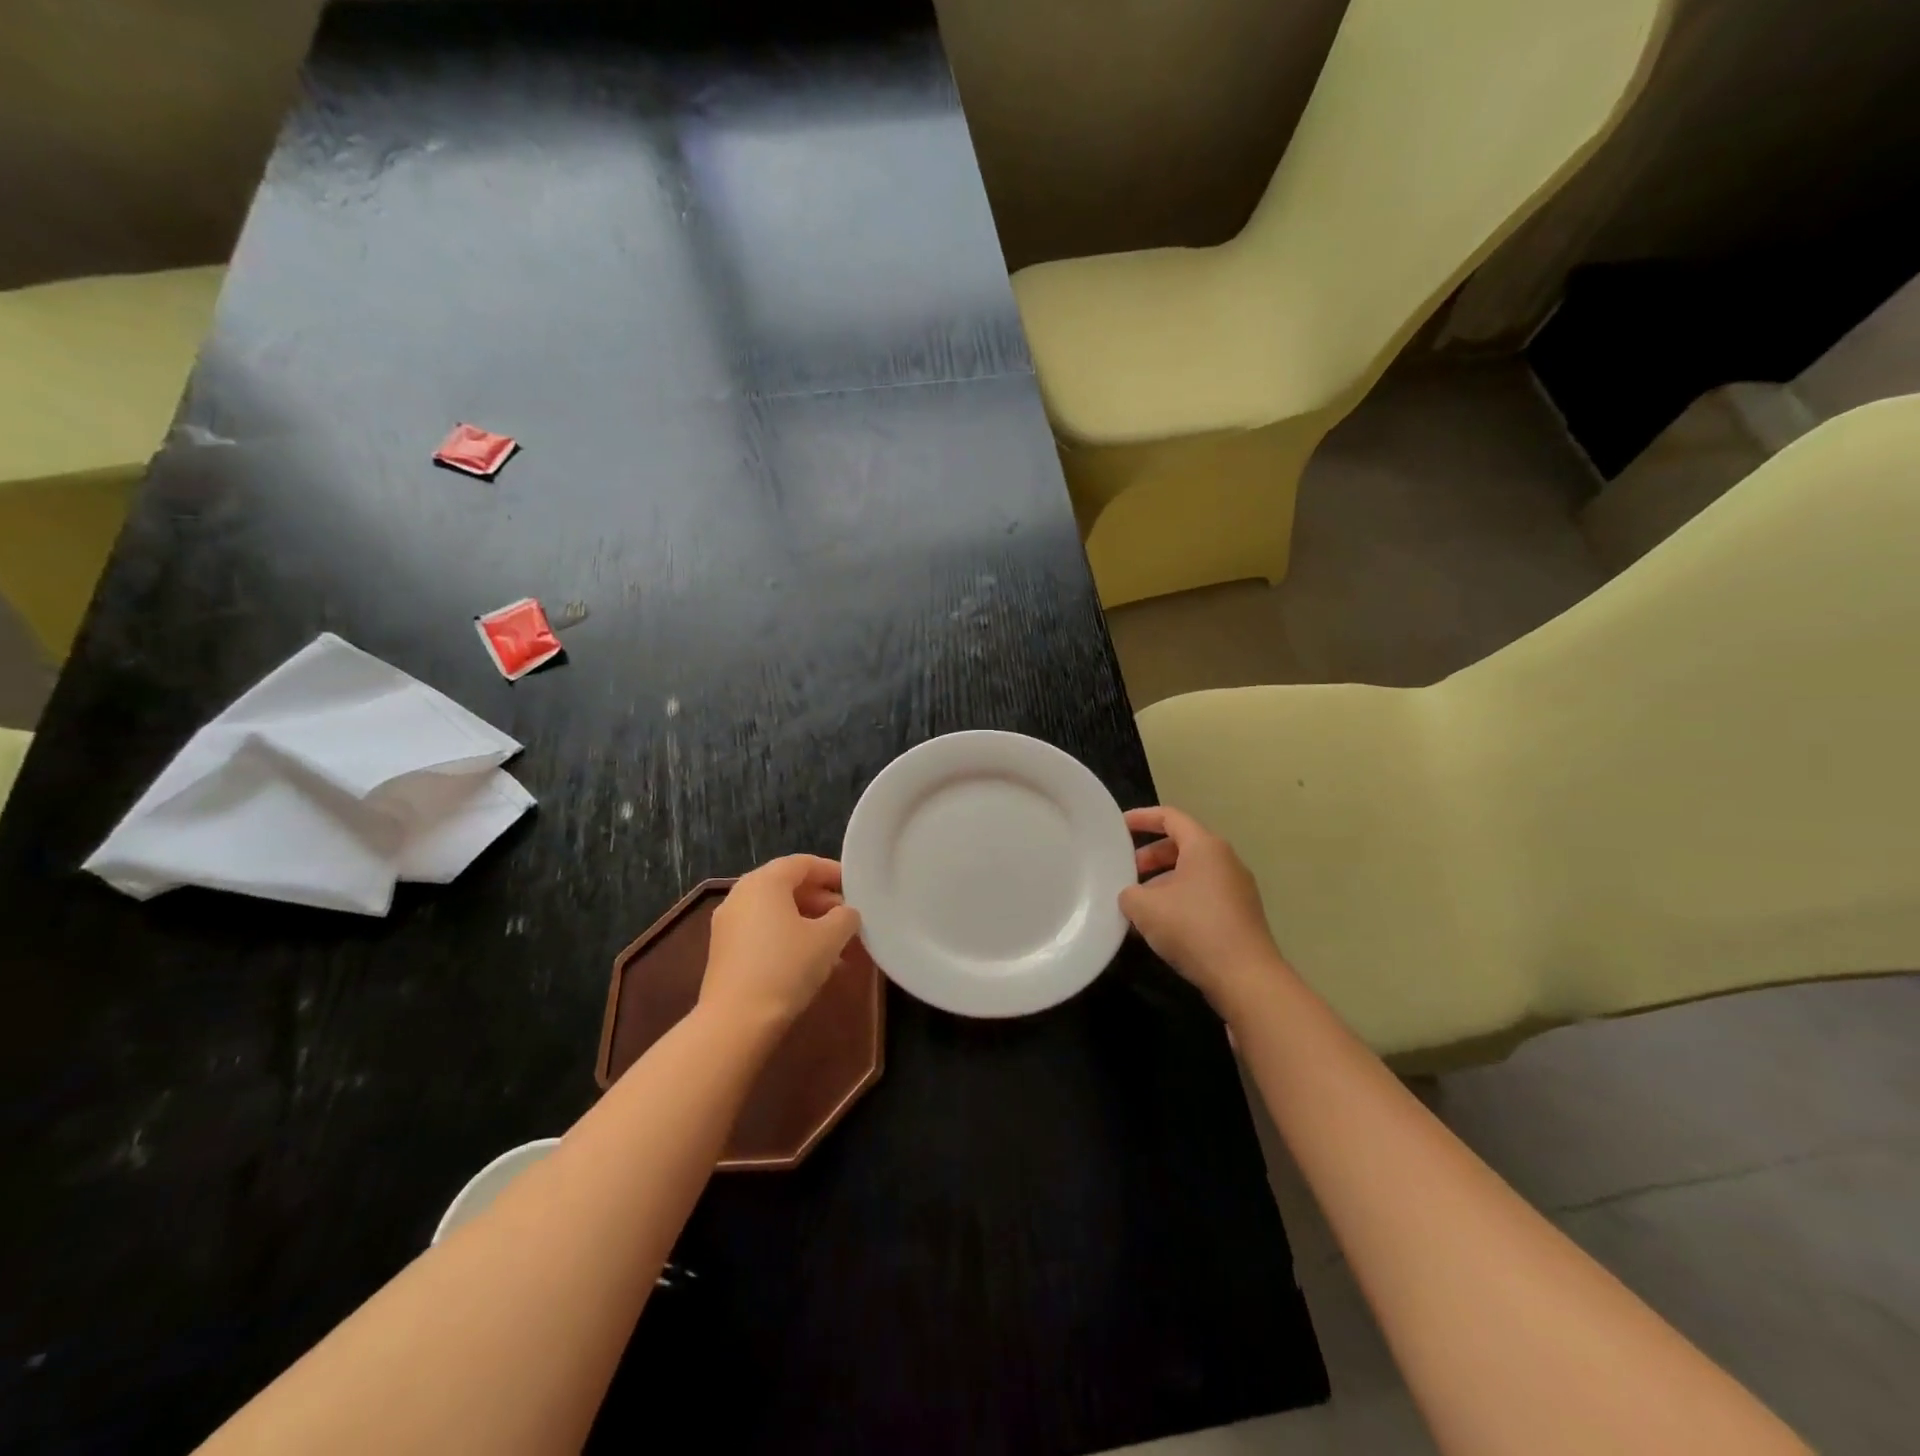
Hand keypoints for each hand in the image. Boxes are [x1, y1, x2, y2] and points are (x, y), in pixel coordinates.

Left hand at [701, 856, 863, 1030]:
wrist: (736, 1022)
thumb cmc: (786, 968)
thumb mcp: (829, 939)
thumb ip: (845, 917)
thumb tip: (846, 914)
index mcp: (764, 882)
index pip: (803, 863)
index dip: (833, 872)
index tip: (856, 888)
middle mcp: (741, 895)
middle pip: (788, 887)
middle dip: (822, 901)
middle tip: (849, 919)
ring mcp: (728, 924)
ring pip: (777, 913)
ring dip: (808, 923)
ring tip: (837, 946)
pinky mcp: (724, 951)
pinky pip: (763, 932)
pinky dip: (789, 938)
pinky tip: (811, 963)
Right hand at [1120, 806, 1287, 1015]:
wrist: (1245, 977)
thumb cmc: (1193, 928)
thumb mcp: (1144, 907)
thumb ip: (1128, 893)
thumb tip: (1131, 896)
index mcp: (1205, 847)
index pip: (1170, 817)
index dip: (1142, 818)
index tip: (1119, 826)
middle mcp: (1225, 860)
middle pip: (1182, 846)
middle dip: (1150, 856)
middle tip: (1126, 872)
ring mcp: (1237, 888)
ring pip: (1192, 874)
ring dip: (1162, 883)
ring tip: (1138, 905)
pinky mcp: (1241, 915)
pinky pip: (1203, 895)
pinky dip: (1179, 901)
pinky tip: (1161, 926)